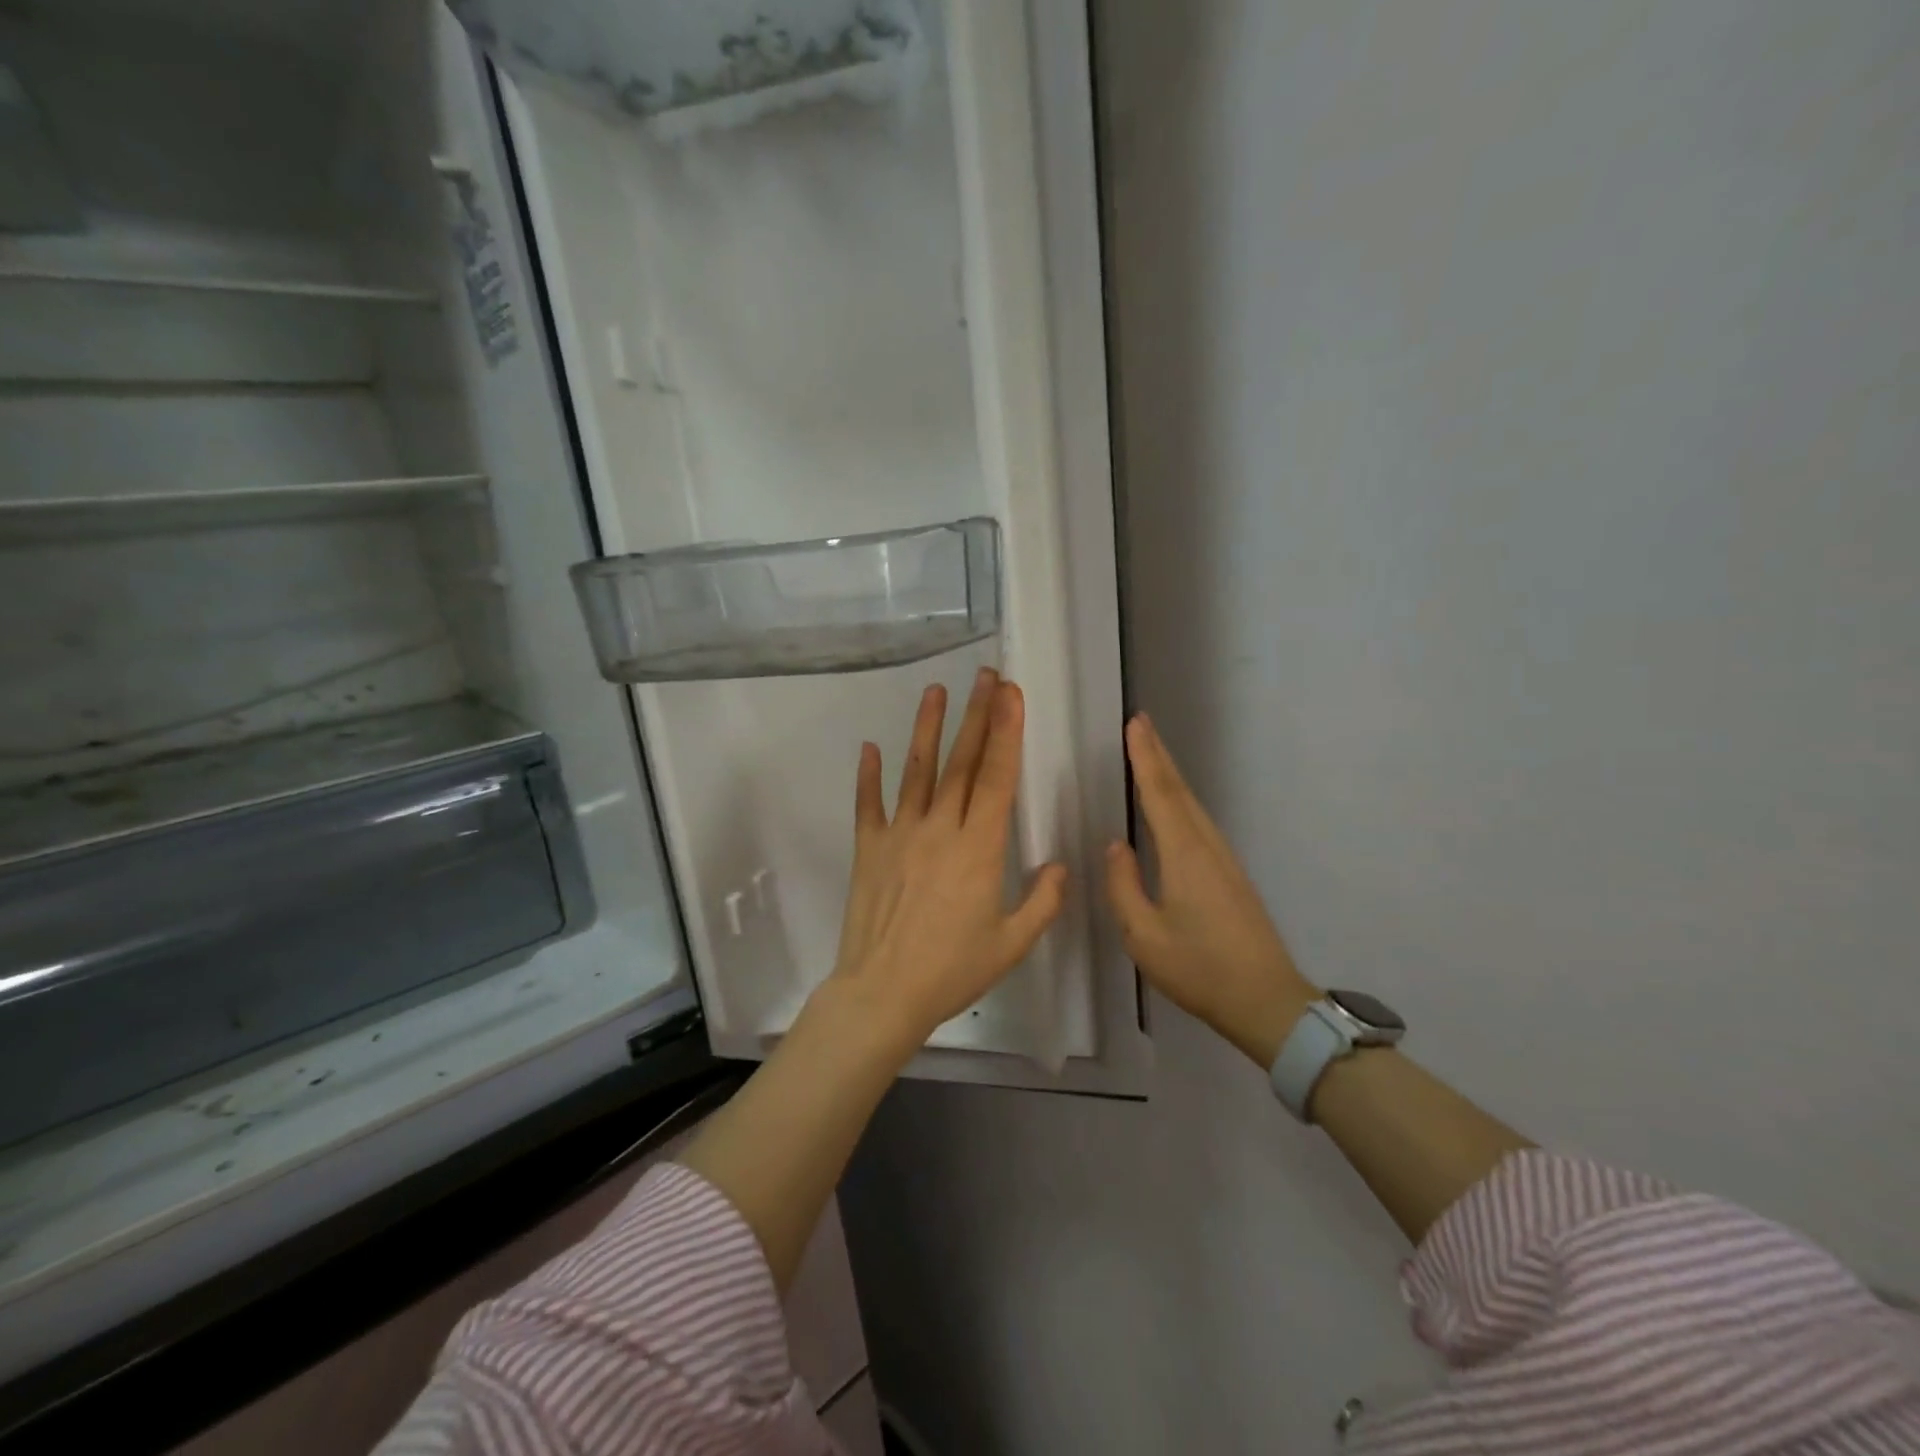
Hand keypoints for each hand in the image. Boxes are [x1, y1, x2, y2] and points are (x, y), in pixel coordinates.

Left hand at [818, 667, 1067, 1056]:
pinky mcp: (869, 848)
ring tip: (935, 690)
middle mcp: (940, 829)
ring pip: (917, 771)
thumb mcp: (1012, 944)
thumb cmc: (952, 970)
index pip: (998, 777)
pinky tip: (870, 747)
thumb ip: (1043, 901)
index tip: (1011, 694)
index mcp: (980, 848)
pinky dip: (869, 776)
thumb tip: (1061, 866)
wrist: (883, 992)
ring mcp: (900, 834)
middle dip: (977, 715)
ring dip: (927, 728)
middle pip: (962, 762)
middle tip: (986, 676)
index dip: (1007, 732)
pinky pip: (869, 804)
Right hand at [1105, 713, 1317, 1066]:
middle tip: (1141, 723)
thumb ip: (1123, 885)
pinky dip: (1181, 800)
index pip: (1160, 794)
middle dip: (1159, 755)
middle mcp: (1207, 846)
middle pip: (1180, 791)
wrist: (1266, 1001)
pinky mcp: (1230, 875)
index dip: (1145, 758)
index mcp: (1184, 855)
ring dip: (1170, 775)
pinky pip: (1199, 823)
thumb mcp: (1143, 935)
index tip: (1134, 724)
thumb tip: (1116, 845)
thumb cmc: (1199, 969)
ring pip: (1192, 805)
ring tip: (1151, 752)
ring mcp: (1224, 859)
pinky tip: (1172, 806)